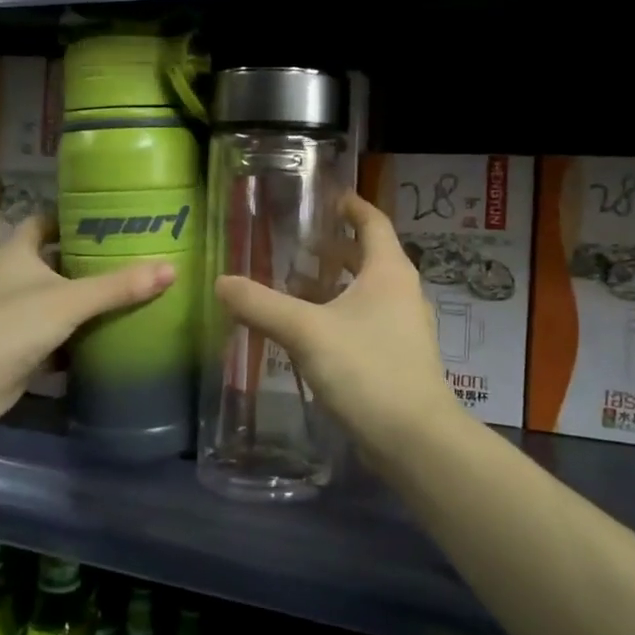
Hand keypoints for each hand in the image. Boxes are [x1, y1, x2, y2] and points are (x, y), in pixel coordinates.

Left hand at [0, 215, 174, 439]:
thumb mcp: (68, 301)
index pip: (43, 223)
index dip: (71, 218)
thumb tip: (170, 269)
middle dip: (88, 259)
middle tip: (132, 255)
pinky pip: (57, 333)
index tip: (109, 218)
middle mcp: (13, 278)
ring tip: (131, 291)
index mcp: (16, 254)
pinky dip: (79, 334)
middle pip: (54, 261)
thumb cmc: (9, 326)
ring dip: (85, 298)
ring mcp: (15, 314)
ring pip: (57, 299)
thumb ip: (117, 286)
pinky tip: (111, 333)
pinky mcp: (20, 347)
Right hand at [214, 191, 463, 471]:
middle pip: (367, 257)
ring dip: (332, 285)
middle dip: (333, 248)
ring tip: (293, 285)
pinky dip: (337, 315)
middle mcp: (401, 292)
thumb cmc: (367, 369)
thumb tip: (220, 282)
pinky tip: (308, 332)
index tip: (326, 196)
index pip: (373, 222)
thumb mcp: (306, 332)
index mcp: (389, 271)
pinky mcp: (396, 357)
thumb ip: (261, 305)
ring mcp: (402, 327)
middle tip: (296, 243)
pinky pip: (363, 321)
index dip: (351, 206)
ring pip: (364, 292)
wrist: (413, 438)